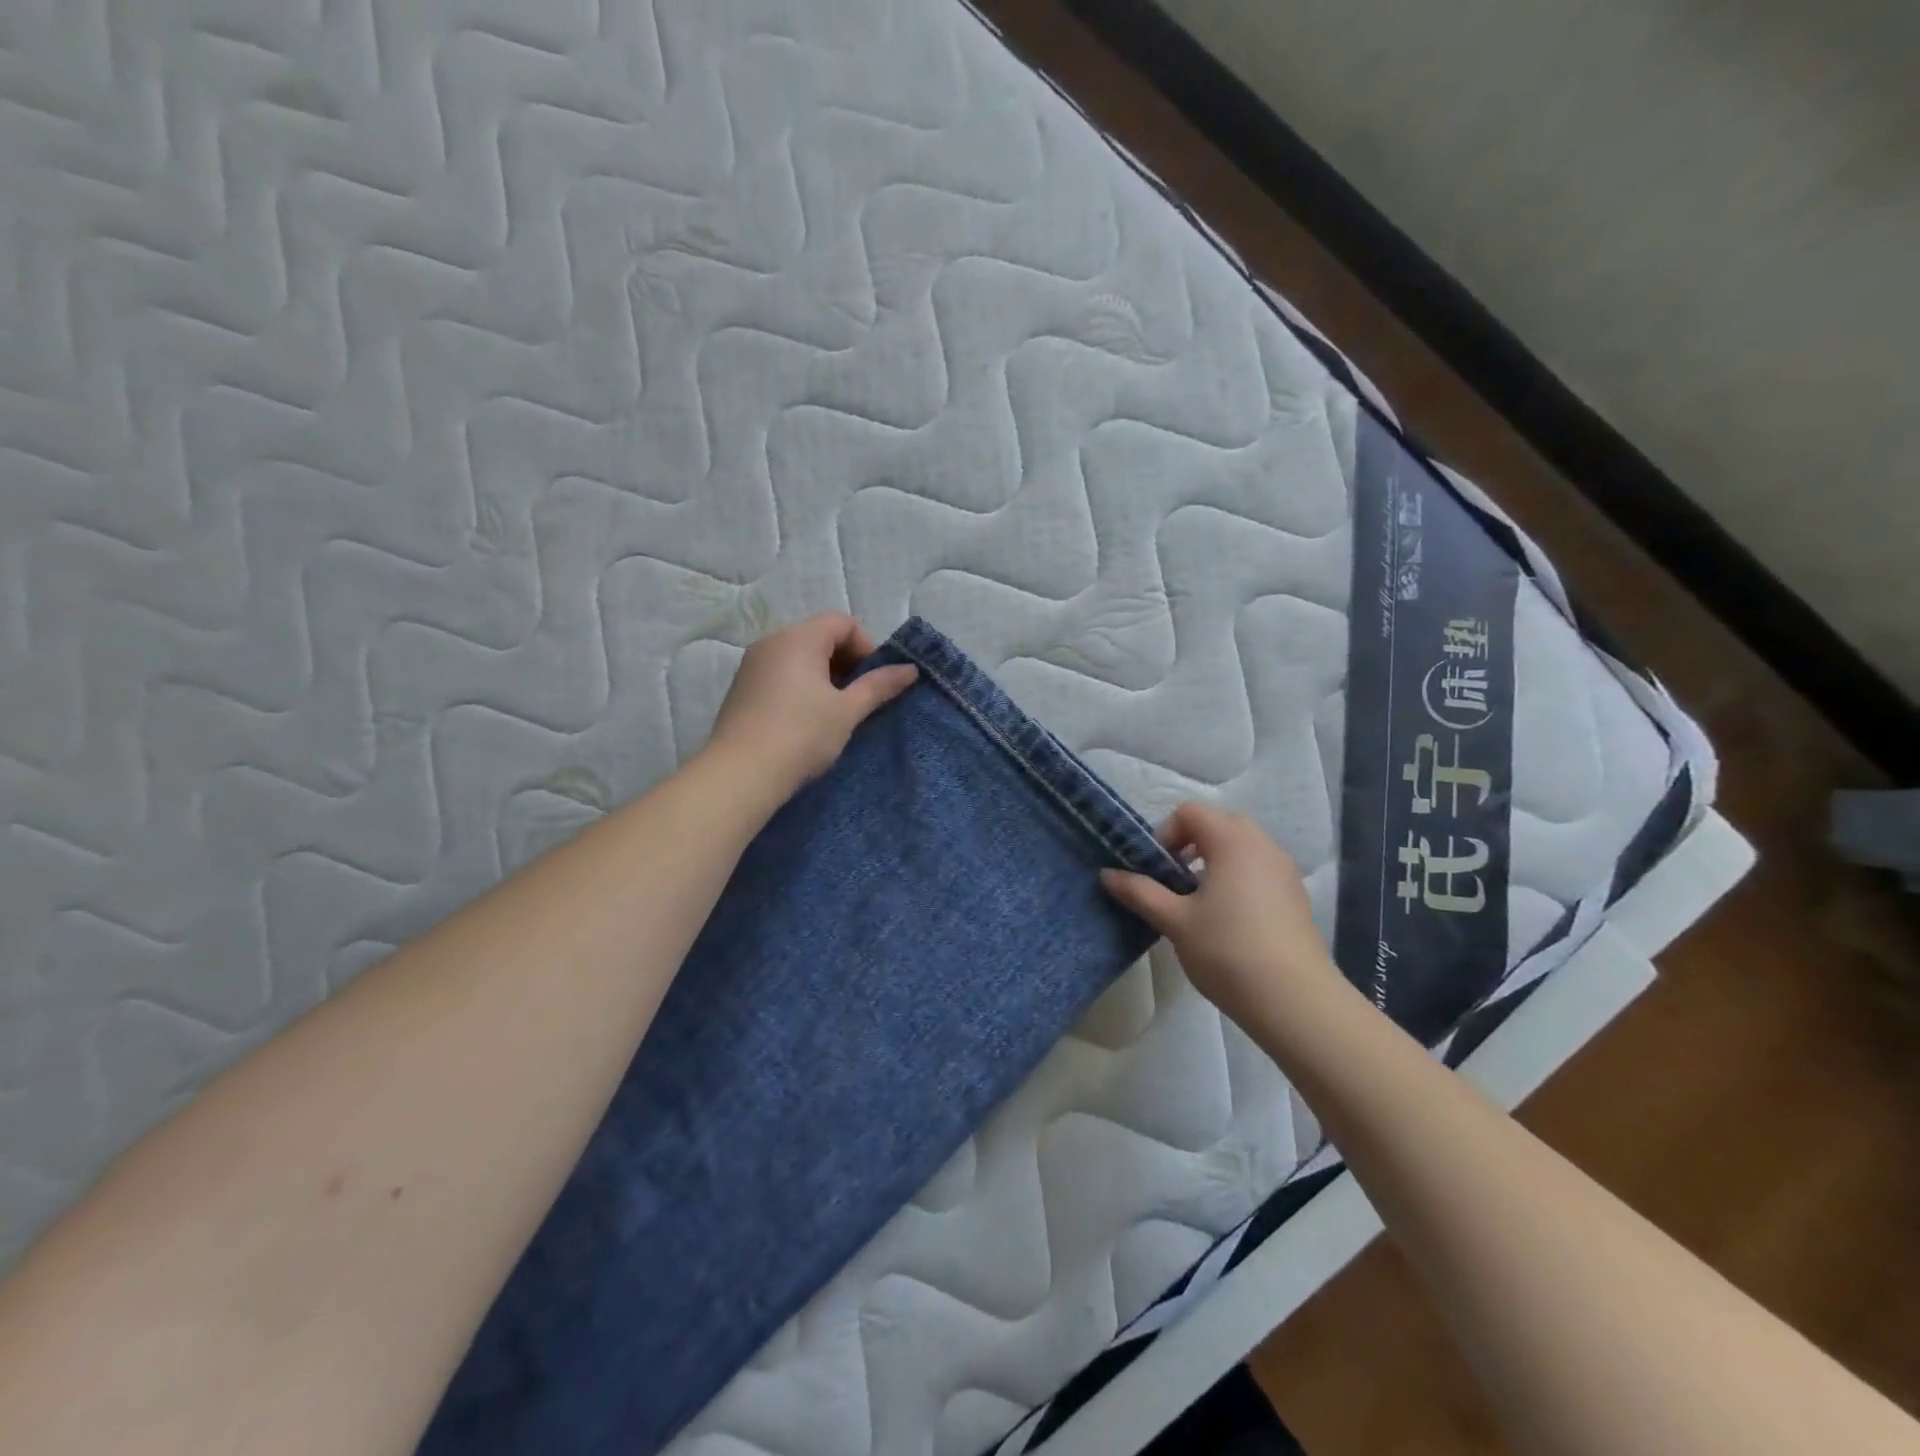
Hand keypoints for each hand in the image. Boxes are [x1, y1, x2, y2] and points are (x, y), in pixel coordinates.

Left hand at [705, 613, 918, 801]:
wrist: (741, 774)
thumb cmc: (802, 735)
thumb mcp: (847, 711)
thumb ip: (879, 685)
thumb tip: (910, 669)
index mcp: (798, 638)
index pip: (842, 623)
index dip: (867, 646)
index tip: (876, 680)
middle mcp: (771, 642)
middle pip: (819, 637)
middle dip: (847, 662)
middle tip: (861, 697)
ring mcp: (752, 665)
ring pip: (799, 657)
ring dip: (825, 677)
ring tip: (838, 712)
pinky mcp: (742, 689)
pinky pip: (780, 674)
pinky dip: (801, 687)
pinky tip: (808, 720)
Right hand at [1100, 802, 1344, 1031]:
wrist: (1296, 1002)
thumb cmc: (1228, 951)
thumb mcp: (1175, 921)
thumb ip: (1140, 892)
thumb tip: (1107, 874)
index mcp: (1233, 841)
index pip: (1190, 812)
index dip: (1165, 834)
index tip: (1155, 871)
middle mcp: (1262, 845)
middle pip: (1218, 824)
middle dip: (1188, 845)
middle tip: (1172, 882)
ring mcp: (1284, 871)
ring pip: (1241, 848)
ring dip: (1213, 862)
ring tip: (1197, 904)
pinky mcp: (1295, 897)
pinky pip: (1258, 870)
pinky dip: (1237, 880)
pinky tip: (1227, 922)